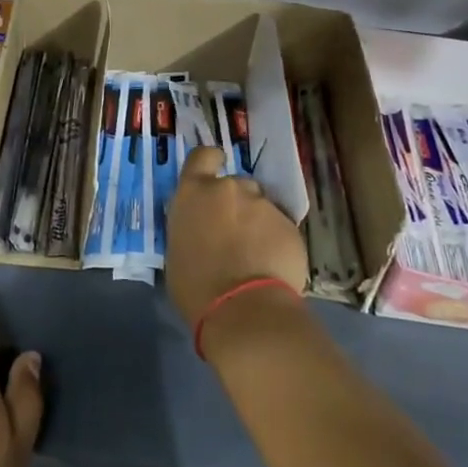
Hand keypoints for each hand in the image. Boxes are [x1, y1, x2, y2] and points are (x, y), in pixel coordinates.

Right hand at [165, 147, 307, 328]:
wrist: (243, 310)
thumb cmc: (196, 285)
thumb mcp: (177, 249)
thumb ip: (191, 226)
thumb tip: (202, 229)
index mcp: (194, 192)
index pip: (202, 156)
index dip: (210, 160)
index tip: (215, 169)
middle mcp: (229, 188)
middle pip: (236, 185)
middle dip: (236, 203)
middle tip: (234, 233)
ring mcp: (263, 205)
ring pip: (261, 207)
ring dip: (257, 223)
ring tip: (256, 255)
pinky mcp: (290, 225)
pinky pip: (280, 227)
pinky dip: (276, 241)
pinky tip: (272, 266)